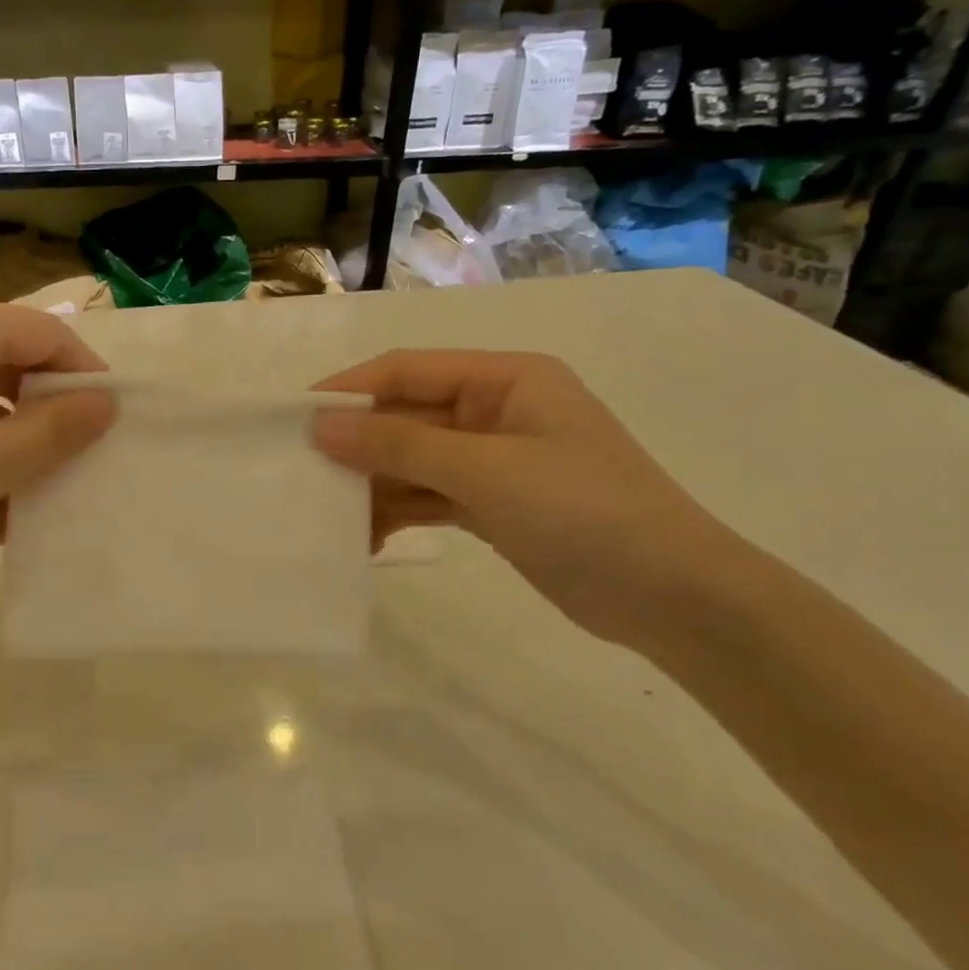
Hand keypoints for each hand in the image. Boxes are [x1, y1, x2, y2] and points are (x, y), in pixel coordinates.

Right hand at [311, 350, 747, 649]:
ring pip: (414, 461)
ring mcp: (495, 461)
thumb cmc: (583, 512)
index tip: (295, 420)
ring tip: (329, 517)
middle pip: (407, 417)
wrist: (673, 598)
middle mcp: (496, 411)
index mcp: (504, 379)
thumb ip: (399, 446)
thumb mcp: (485, 471)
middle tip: (303, 475)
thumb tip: (320, 426)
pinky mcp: (494, 505)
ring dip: (374, 486)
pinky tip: (367, 539)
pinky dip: (399, 513)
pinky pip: (430, 497)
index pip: (408, 371)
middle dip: (358, 445)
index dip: (350, 390)